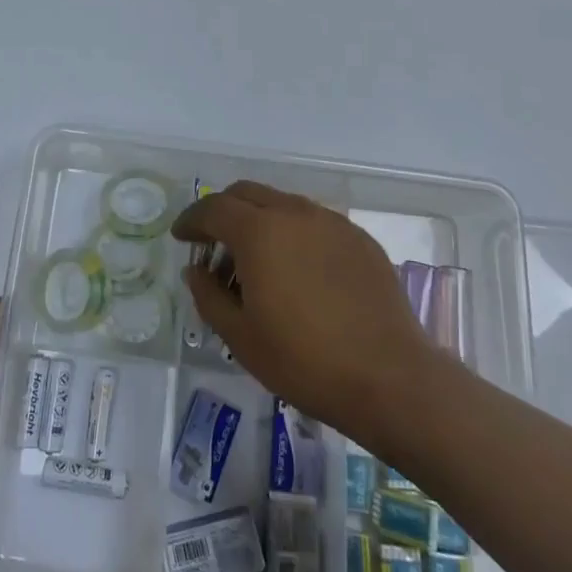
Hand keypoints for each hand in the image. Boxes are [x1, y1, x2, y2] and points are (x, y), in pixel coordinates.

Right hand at [175, 181, 433, 449]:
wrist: (390, 378)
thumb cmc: (304, 360)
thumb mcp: (240, 336)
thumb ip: (208, 295)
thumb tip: (197, 271)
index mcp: (260, 231)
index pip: (213, 208)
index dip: (191, 220)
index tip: (181, 237)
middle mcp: (295, 213)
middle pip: (247, 194)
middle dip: (223, 212)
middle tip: (214, 246)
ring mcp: (332, 223)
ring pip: (282, 204)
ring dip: (259, 222)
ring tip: (257, 264)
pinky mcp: (359, 239)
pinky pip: (314, 223)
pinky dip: (293, 234)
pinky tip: (297, 273)